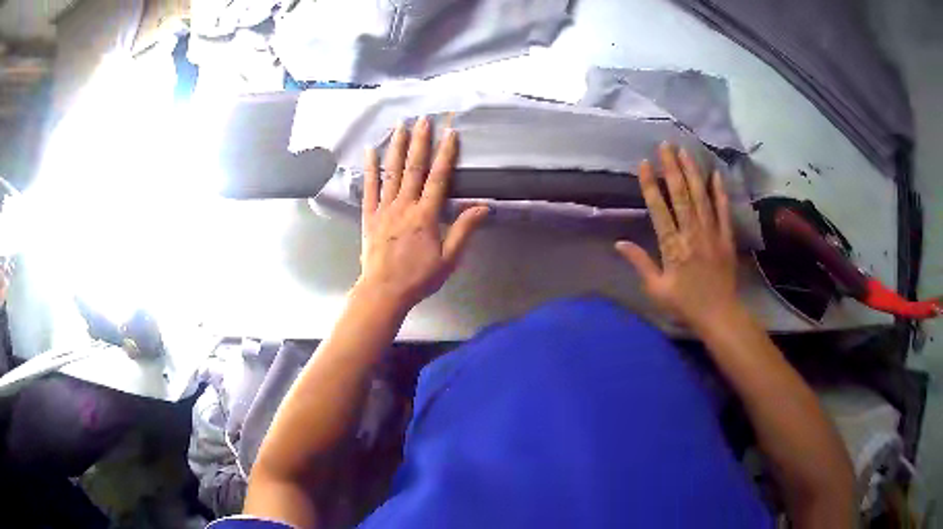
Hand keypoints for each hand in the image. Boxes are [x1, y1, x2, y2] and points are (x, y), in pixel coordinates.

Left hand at [357, 117, 488, 311]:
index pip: (438, 178)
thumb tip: (483, 207)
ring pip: (392, 172)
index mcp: (425, 215)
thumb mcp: (449, 259)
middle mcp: (404, 205)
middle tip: (423, 119)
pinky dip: (370, 168)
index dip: (445, 154)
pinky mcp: (369, 215)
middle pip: (414, 168)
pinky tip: (371, 151)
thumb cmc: (419, 277)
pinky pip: (369, 187)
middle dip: (420, 141)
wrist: (384, 291)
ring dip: (397, 147)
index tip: (450, 133)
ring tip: (400, 125)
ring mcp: (384, 209)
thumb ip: (464, 230)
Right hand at [615, 143, 742, 330]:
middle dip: (672, 168)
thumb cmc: (685, 304)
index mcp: (672, 247)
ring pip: (701, 197)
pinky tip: (715, 174)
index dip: (650, 185)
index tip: (644, 164)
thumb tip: (619, 243)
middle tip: (665, 145)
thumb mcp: (656, 289)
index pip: (659, 209)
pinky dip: (720, 192)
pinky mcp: (726, 238)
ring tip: (685, 151)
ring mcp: (711, 233)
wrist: (719, 315)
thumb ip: (640, 263)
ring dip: (692, 172)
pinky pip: (723, 211)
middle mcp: (691, 234)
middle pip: (680, 195)